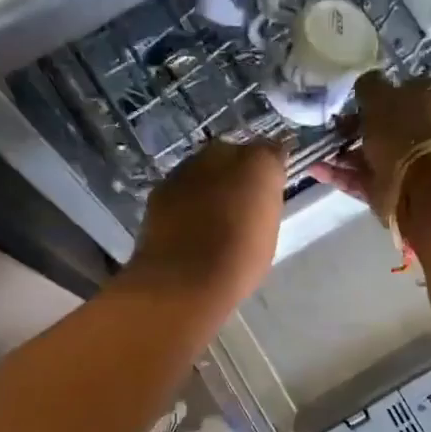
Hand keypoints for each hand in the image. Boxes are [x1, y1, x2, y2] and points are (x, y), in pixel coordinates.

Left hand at [127, 138, 288, 308]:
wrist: (185, 279)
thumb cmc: (241, 260)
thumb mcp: (268, 231)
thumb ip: (266, 201)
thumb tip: (260, 190)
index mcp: (259, 163)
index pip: (270, 152)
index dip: (269, 171)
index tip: (269, 190)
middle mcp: (222, 154)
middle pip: (233, 154)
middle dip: (236, 173)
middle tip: (240, 204)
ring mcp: (187, 169)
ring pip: (203, 169)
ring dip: (208, 185)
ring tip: (212, 217)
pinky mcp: (160, 188)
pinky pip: (181, 187)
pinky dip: (186, 199)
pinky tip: (188, 224)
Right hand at [310, 72, 430, 221]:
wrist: (417, 187)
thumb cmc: (403, 132)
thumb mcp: (380, 96)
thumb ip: (369, 86)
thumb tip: (364, 83)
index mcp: (429, 101)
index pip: (402, 89)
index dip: (377, 91)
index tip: (352, 96)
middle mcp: (419, 131)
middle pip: (382, 124)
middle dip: (353, 125)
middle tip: (329, 124)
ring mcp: (403, 162)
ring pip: (367, 153)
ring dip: (340, 151)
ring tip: (314, 147)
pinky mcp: (387, 188)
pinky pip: (358, 177)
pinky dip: (337, 173)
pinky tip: (313, 167)